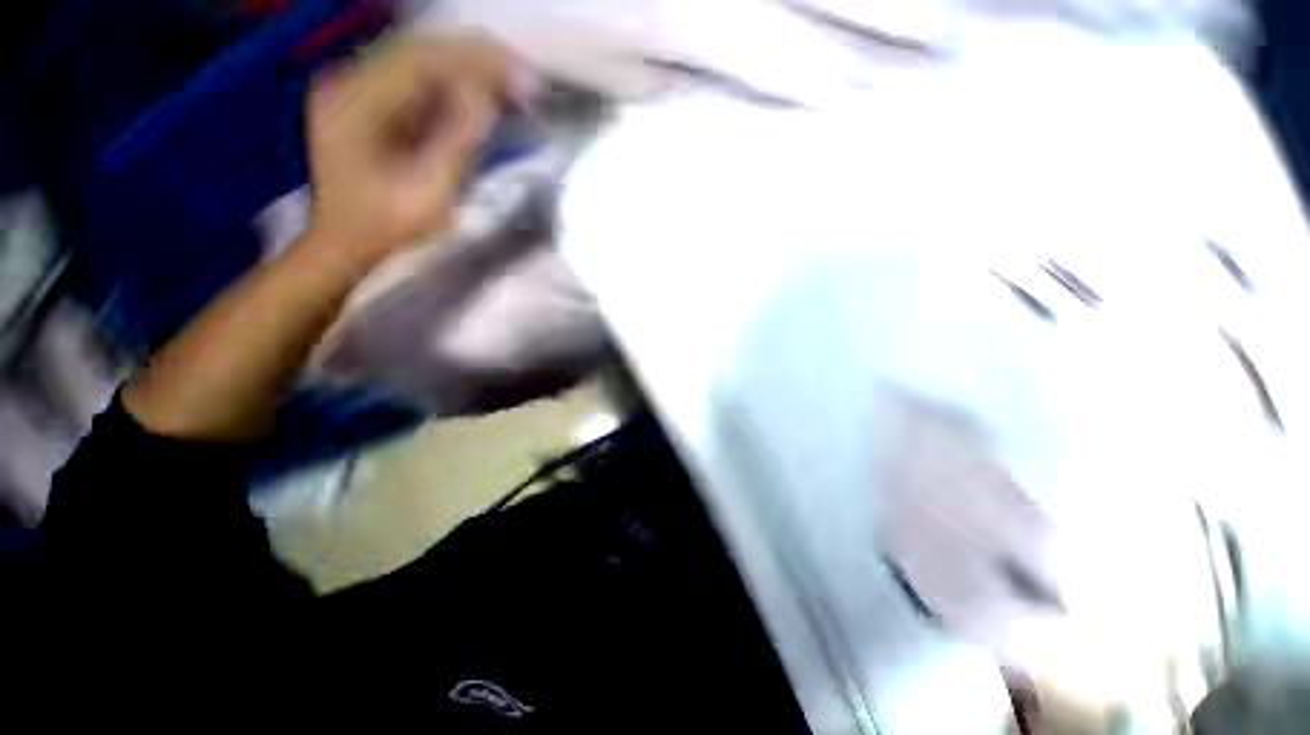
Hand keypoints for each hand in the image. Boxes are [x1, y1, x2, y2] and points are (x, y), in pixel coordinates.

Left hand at [305, 35, 509, 270]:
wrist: (346, 241)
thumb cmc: (386, 226)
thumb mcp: (429, 193)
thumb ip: (456, 142)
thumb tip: (485, 98)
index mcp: (356, 102)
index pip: (422, 59)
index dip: (476, 61)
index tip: (522, 75)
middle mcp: (350, 82)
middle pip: (422, 52)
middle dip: (477, 63)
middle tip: (525, 81)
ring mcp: (357, 90)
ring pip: (422, 64)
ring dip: (469, 74)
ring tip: (513, 89)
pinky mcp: (369, 103)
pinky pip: (418, 84)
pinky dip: (453, 89)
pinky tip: (482, 100)